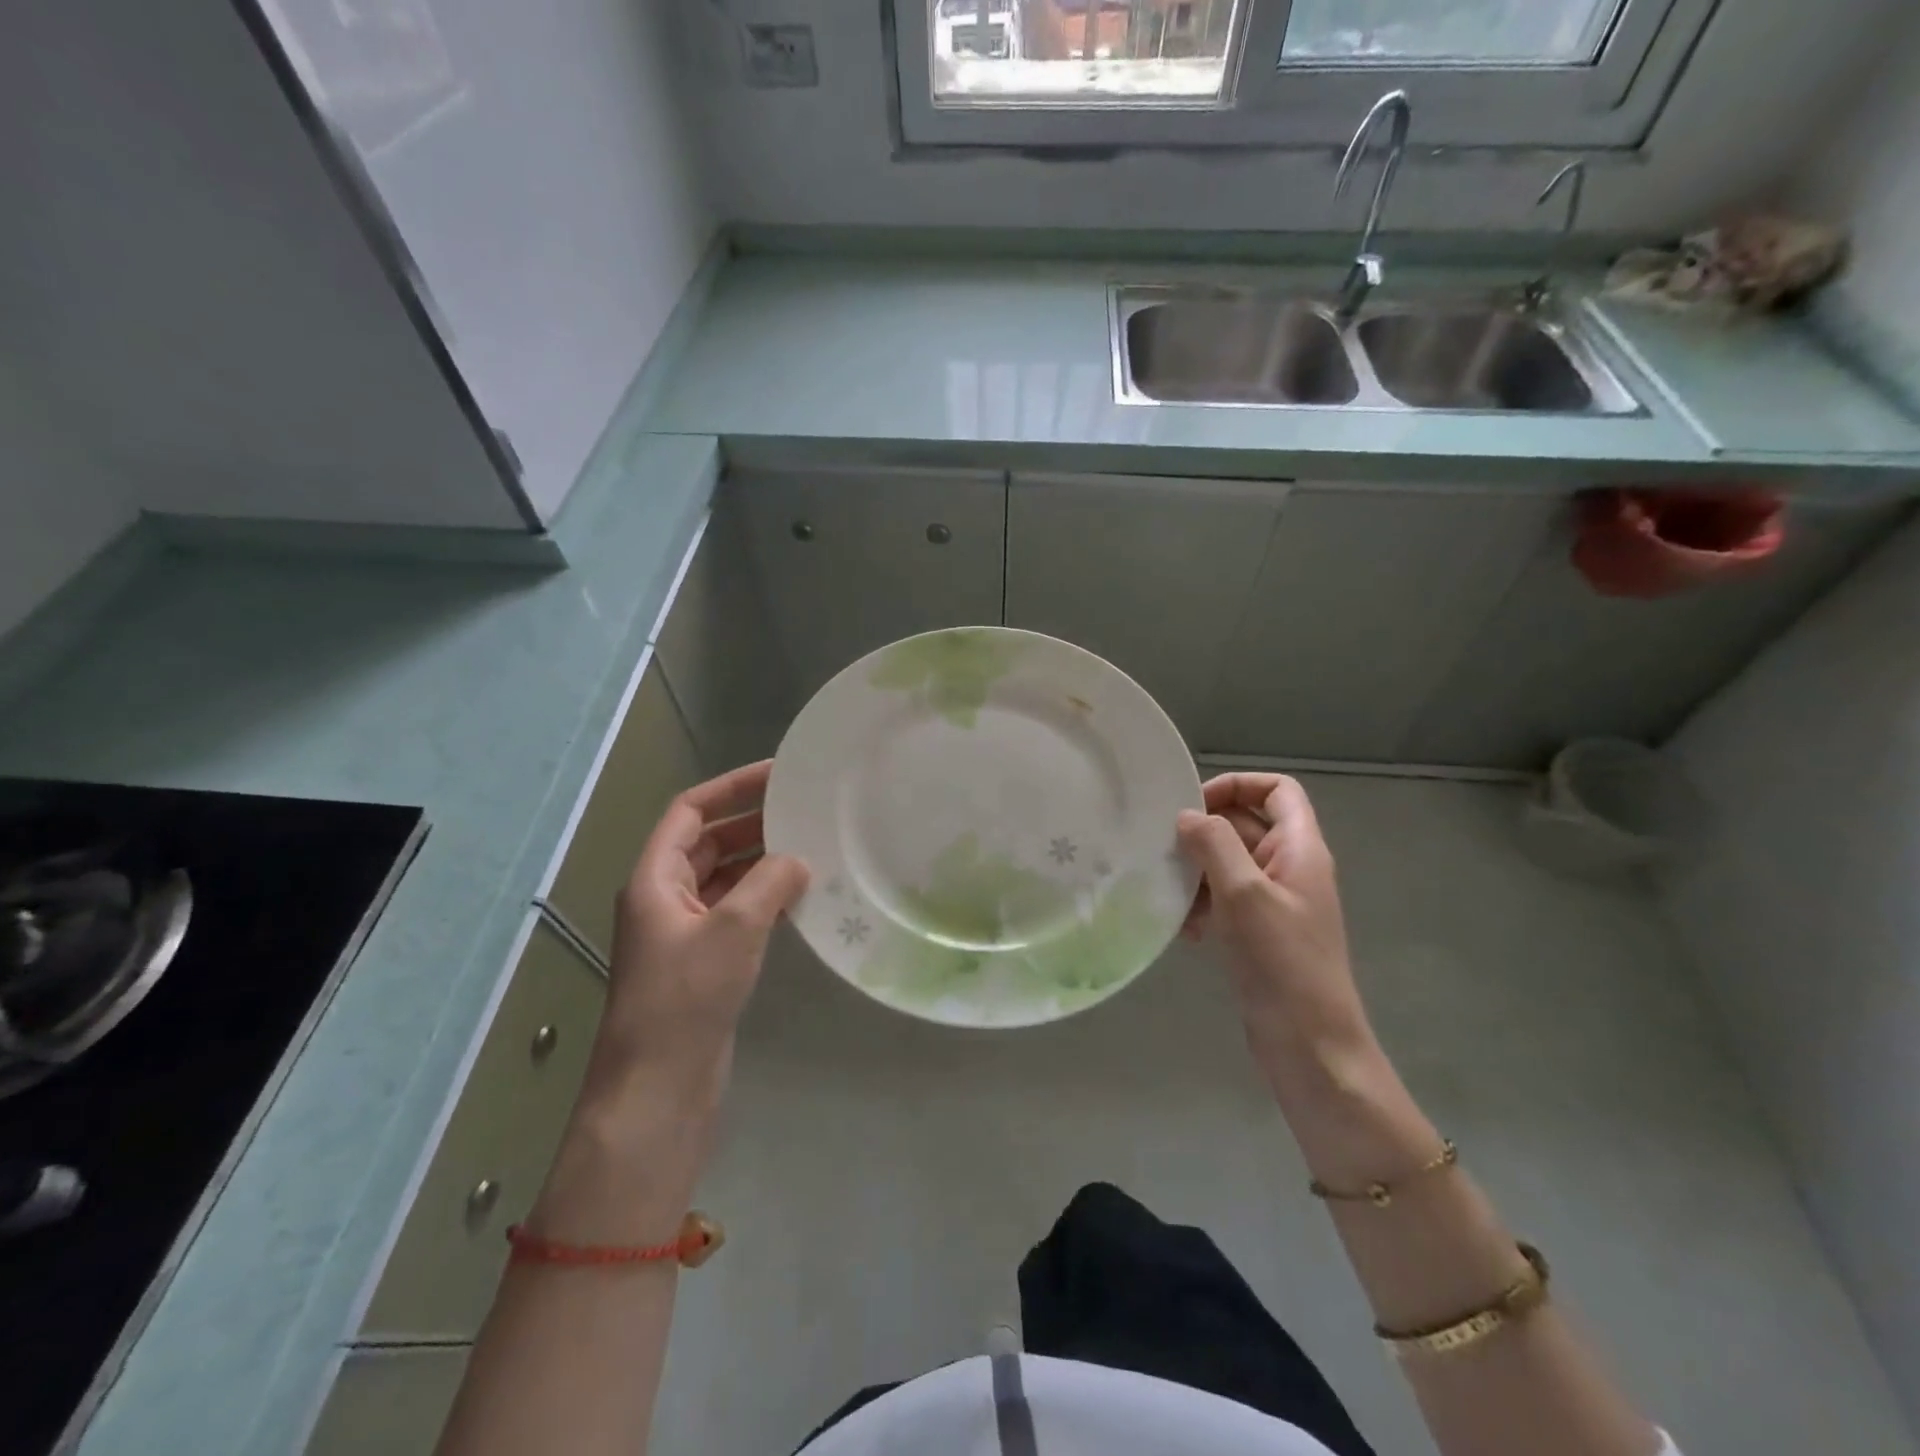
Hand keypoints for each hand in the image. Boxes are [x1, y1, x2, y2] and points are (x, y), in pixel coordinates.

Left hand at [592, 761, 808, 1102]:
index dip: (731, 788)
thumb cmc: (686, 997)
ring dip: (760, 862)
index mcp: (655, 878)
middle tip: (803, 810)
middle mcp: (664, 898)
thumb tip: (797, 860)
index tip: (777, 775)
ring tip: (809, 847)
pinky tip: (799, 897)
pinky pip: (734, 912)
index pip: (690, 812)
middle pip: (707, 842)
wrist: (659, 1086)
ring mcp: (682, 932)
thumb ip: (770, 882)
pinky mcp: (702, 961)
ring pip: (724, 878)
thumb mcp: (734, 929)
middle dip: (751, 823)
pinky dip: (763, 898)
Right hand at [1177, 774, 1374, 1086]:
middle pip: (1245, 824)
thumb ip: (1214, 845)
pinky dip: (1202, 905)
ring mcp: (1274, 901)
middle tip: (1164, 849)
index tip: (1193, 807)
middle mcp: (1290, 867)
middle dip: (1204, 834)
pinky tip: (1183, 930)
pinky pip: (1224, 899)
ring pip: (1228, 863)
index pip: (1277, 790)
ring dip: (1197, 872)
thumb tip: (1187, 816)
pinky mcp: (1259, 931)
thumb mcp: (1244, 894)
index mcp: (1300, 848)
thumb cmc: (1282, 962)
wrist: (1310, 1046)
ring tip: (1169, 894)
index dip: (1236, 786)